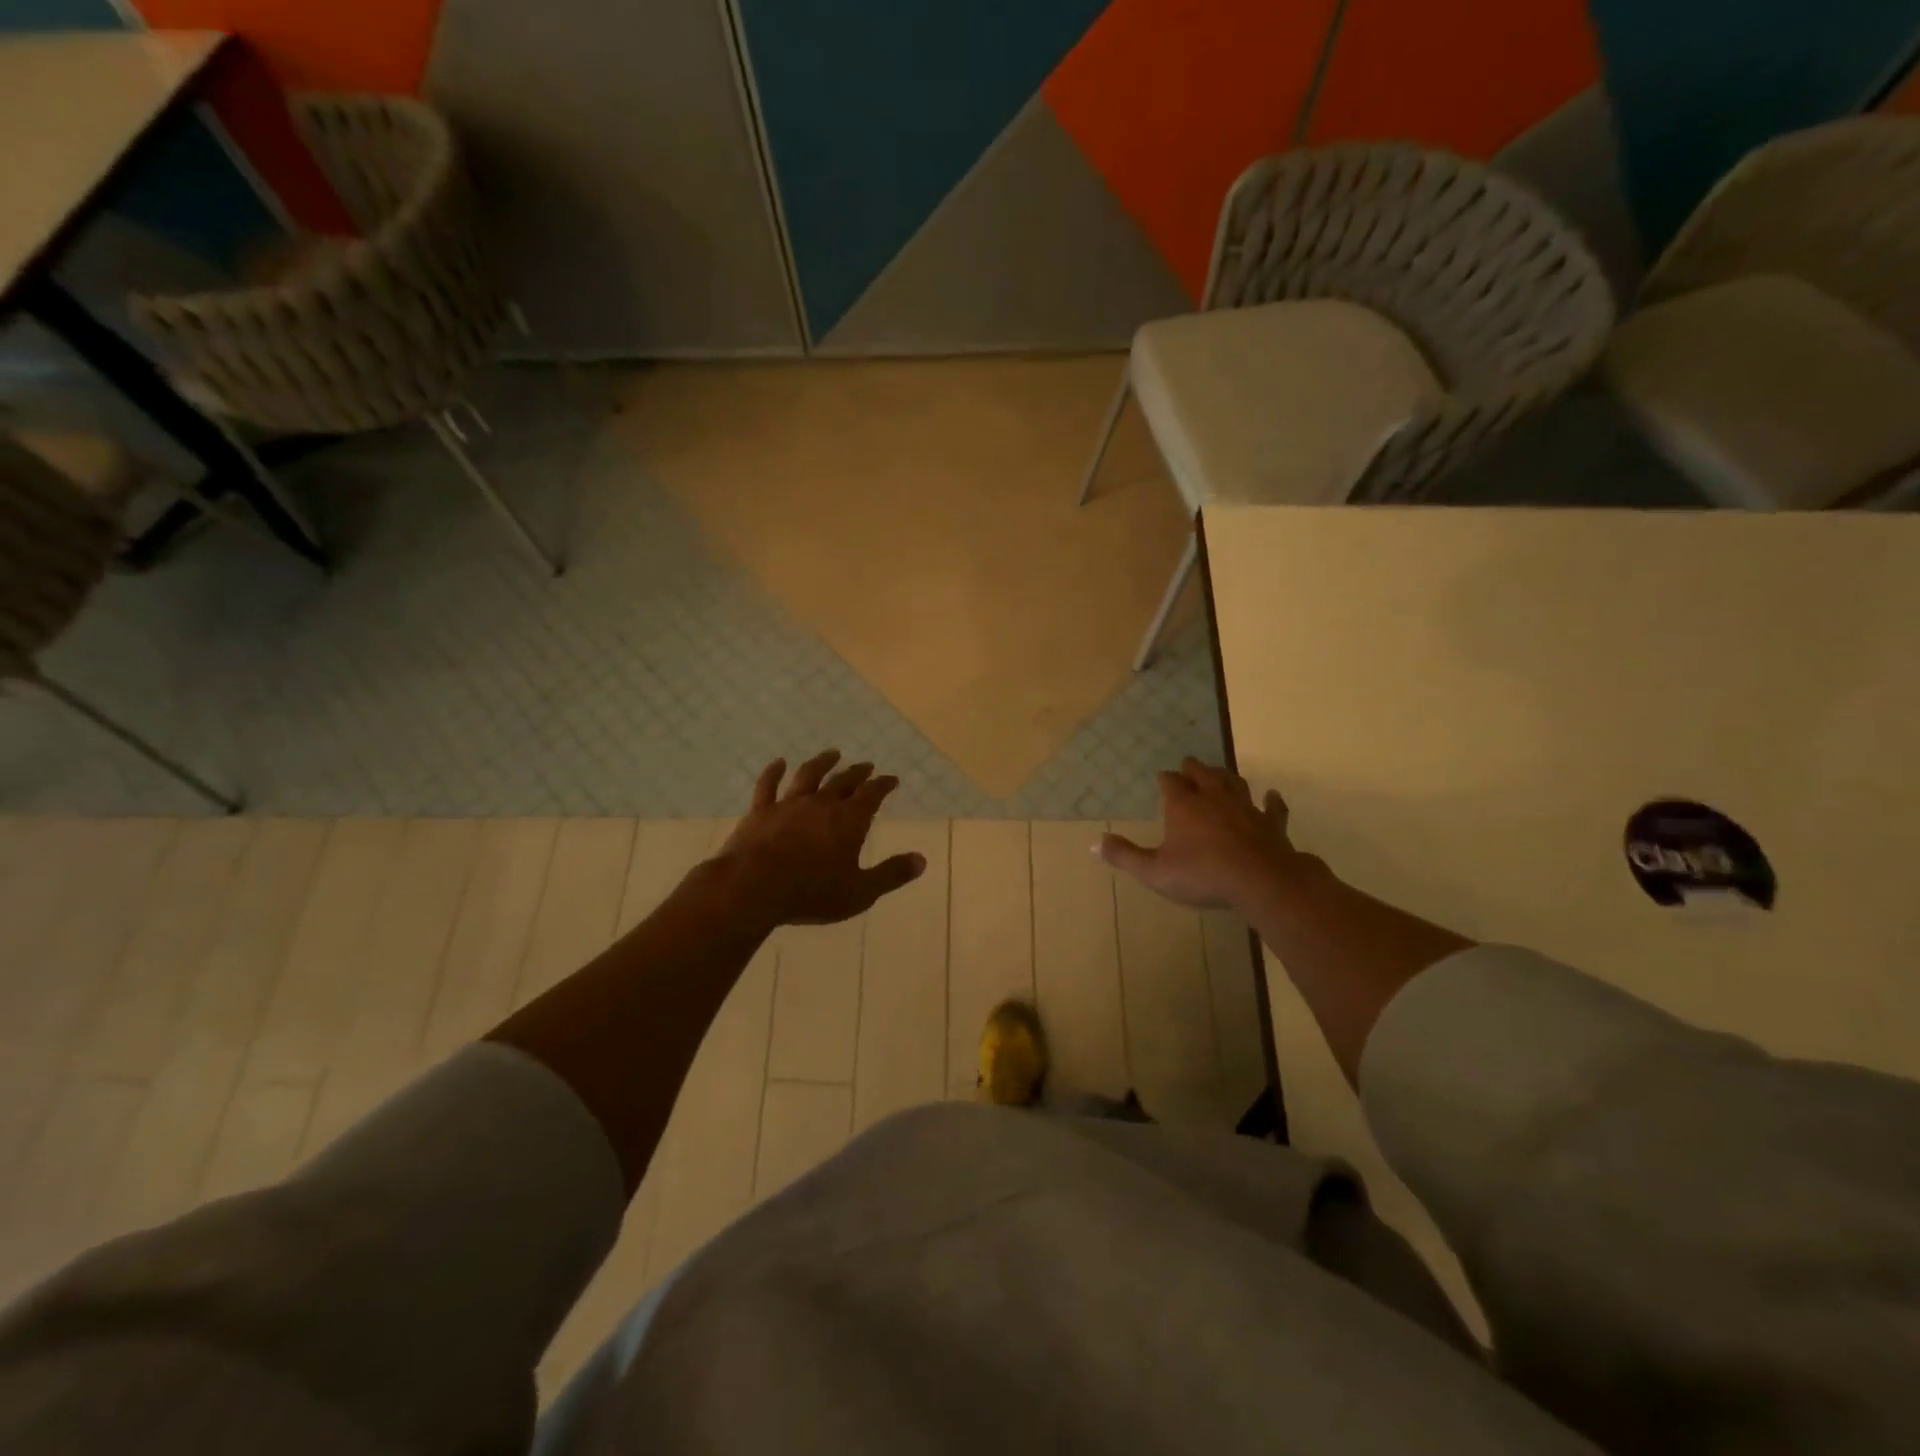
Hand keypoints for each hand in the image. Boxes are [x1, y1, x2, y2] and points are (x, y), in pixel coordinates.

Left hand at [718, 750, 925, 926]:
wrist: (754, 887)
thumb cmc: (812, 892)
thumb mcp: (860, 892)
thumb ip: (891, 874)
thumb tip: (921, 860)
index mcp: (849, 820)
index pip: (872, 795)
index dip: (883, 785)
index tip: (891, 779)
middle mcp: (821, 804)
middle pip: (843, 781)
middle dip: (858, 773)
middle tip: (867, 766)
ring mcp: (789, 805)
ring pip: (809, 776)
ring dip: (822, 763)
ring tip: (832, 754)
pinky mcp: (760, 812)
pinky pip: (768, 785)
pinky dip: (774, 772)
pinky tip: (778, 763)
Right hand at [1097, 759, 1314, 910]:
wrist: (1260, 880)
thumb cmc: (1201, 874)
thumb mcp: (1154, 871)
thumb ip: (1125, 856)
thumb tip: (1093, 844)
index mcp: (1183, 806)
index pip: (1171, 783)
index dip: (1165, 779)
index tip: (1161, 777)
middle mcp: (1213, 798)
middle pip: (1202, 774)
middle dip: (1193, 769)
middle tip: (1188, 765)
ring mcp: (1245, 808)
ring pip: (1234, 783)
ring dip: (1225, 777)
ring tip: (1219, 773)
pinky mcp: (1271, 824)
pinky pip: (1272, 808)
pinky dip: (1272, 801)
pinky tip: (1272, 795)